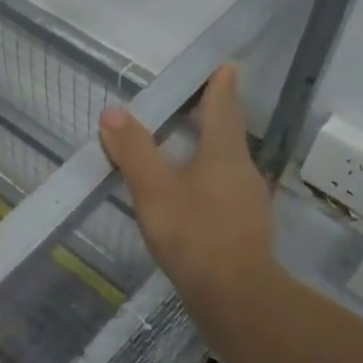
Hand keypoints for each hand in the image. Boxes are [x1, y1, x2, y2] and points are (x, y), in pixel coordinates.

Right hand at [99, 63, 278, 319]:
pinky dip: (211, 182)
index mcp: (224, 154)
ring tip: (191, 147)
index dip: (221, 86)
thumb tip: (113, 113)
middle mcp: (243, 171)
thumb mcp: (154, 190)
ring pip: (229, 165)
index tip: (227, 66)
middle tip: (200, 102)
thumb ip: (134, 151)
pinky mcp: (246, 230)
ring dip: (212, 151)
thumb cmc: (194, 234)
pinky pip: (227, 192)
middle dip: (216, 116)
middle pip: (229, 135)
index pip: (223, 108)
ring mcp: (249, 202)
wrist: (235, 296)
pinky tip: (196, 198)